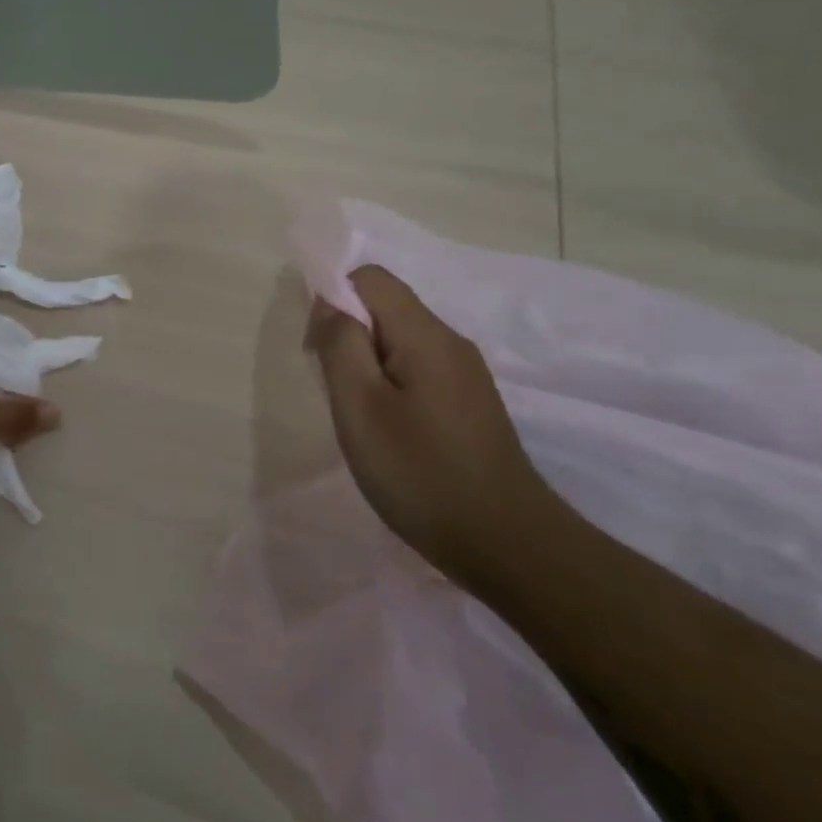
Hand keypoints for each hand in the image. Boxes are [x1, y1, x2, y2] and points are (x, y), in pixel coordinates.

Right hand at [305, 265, 559, 577]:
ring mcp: (465, 374)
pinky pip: (416, 370)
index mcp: (426, 335)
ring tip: (356, 415)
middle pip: (386, 307)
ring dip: (365, 363)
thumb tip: (329, 302)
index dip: (332, 298)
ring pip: (399, 341)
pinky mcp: (468, 403)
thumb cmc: (419, 472)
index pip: (371, 278)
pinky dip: (388, 385)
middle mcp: (451, 343)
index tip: (317, 349)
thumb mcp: (360, 406)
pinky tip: (386, 430)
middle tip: (333, 391)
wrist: (504, 543)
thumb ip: (340, 344)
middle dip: (346, 334)